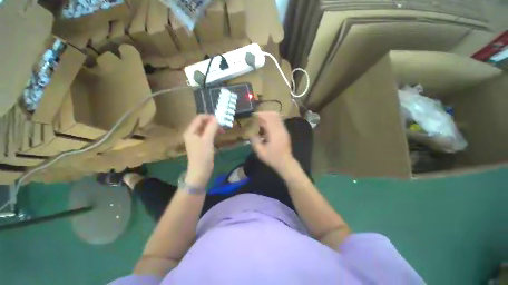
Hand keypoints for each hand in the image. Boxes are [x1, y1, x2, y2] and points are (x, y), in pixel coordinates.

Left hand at [183, 115, 219, 188]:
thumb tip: (217, 118)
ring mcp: (197, 139)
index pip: (199, 118)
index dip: (209, 117)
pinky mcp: (202, 144)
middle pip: (202, 123)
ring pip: (206, 129)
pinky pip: (207, 134)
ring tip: (222, 130)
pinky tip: (219, 134)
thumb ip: (212, 128)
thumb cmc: (203, 156)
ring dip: (214, 127)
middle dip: (212, 122)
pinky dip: (213, 133)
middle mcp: (192, 133)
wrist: (200, 172)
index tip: (220, 120)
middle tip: (222, 125)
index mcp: (190, 131)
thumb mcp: (207, 140)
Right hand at [250, 112, 294, 172]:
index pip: (268, 118)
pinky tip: (266, 126)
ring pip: (277, 117)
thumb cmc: (272, 158)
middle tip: (256, 117)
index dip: (260, 115)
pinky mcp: (285, 132)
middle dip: (264, 113)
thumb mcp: (260, 152)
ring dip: (268, 116)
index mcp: (275, 134)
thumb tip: (251, 132)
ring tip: (260, 120)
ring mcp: (284, 130)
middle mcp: (281, 129)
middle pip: (274, 115)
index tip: (253, 115)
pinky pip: (278, 121)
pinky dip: (272, 120)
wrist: (285, 163)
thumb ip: (254, 140)